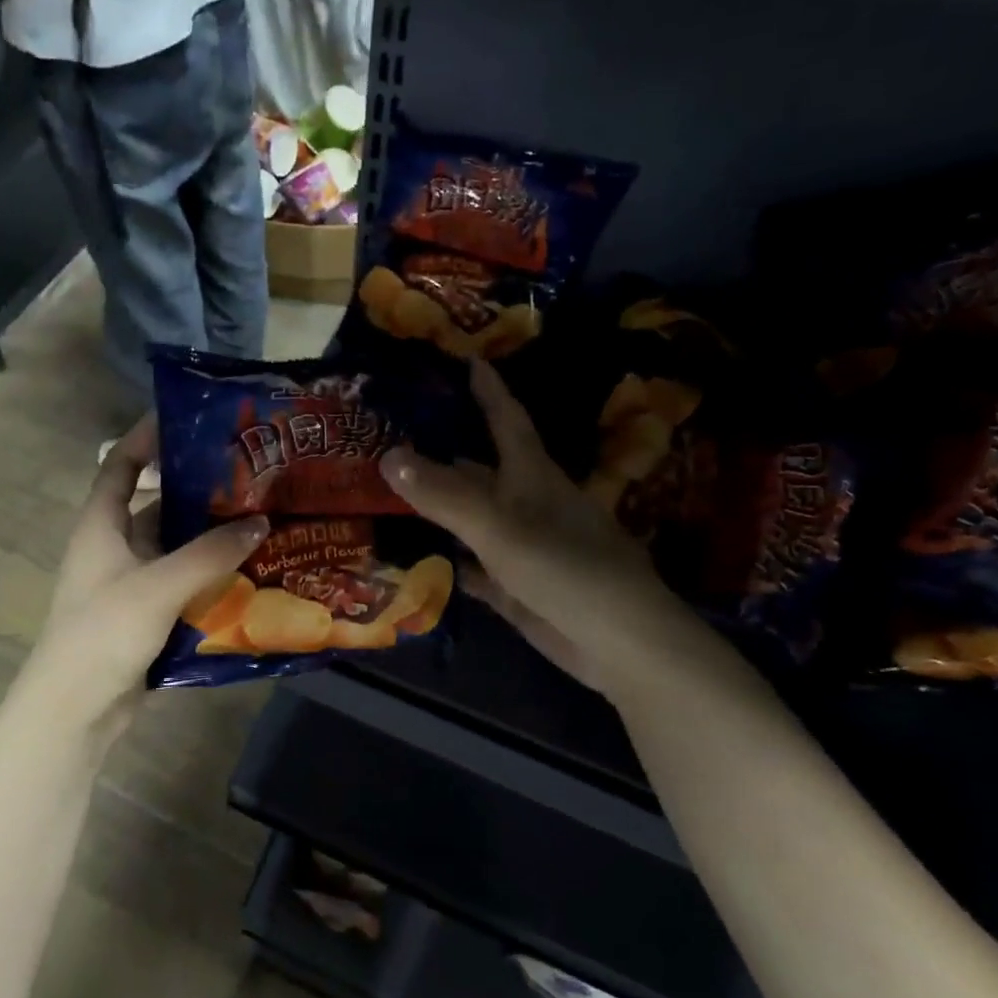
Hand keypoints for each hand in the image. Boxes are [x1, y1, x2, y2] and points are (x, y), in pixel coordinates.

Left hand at [15, 418, 268, 736]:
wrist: (75, 710)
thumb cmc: (104, 632)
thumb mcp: (159, 585)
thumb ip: (210, 553)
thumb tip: (260, 521)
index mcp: (101, 525)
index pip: (119, 464)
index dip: (145, 437)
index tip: (187, 419)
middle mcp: (112, 546)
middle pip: (154, 503)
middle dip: (194, 488)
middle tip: (243, 474)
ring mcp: (128, 581)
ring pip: (171, 544)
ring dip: (206, 534)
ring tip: (256, 517)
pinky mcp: (144, 613)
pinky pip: (180, 580)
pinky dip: (207, 572)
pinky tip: (245, 570)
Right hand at [381, 359, 694, 693]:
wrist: (617, 641)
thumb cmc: (565, 568)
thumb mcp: (499, 526)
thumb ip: (444, 494)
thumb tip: (387, 455)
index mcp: (531, 474)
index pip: (505, 418)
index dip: (486, 388)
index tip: (463, 357)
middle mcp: (524, 502)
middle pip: (476, 468)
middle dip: (437, 452)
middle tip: (385, 438)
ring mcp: (518, 546)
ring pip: (467, 517)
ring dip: (432, 508)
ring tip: (380, 493)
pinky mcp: (512, 585)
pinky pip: (468, 565)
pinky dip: (441, 560)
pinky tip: (407, 557)